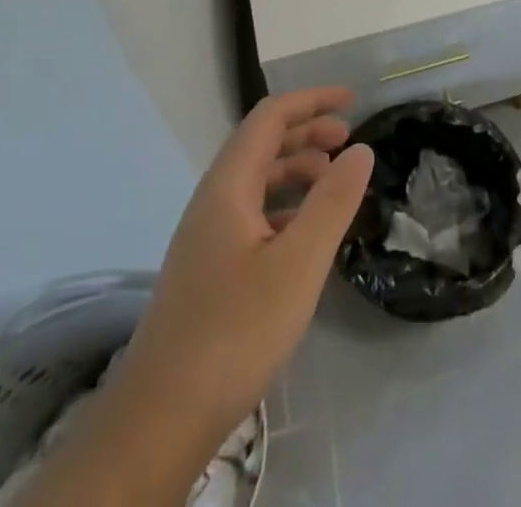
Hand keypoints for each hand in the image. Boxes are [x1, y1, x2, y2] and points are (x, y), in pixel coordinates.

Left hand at [29, 88, 371, 506]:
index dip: (311, 101)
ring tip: (334, 184)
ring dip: (296, 170)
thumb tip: (360, 149)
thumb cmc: (235, 331)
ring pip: (256, 181)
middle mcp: (213, 199)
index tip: (352, 101)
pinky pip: (251, 214)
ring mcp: (206, 236)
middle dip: (307, 133)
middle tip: (349, 141)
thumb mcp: (299, 263)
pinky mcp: (208, 269)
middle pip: (261, 144)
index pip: (270, 118)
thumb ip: (333, 202)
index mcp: (228, 185)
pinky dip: (284, 207)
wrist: (160, 418)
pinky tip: (305, 234)